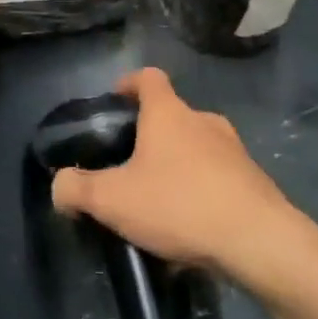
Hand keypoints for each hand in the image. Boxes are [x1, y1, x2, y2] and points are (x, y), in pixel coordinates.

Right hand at [51, 68, 298, 274]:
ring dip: (177, 166)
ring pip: (196, 147)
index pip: (148, 77)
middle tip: (129, 166)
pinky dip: (200, 192)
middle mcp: (203, 121)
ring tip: (158, 203)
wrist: (258, 241)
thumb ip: (77, 189)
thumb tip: (59, 185)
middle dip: (150, 136)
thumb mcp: (113, 200)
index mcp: (169, 114)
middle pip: (171, 115)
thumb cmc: (179, 204)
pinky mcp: (253, 180)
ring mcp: (233, 150)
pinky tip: (189, 229)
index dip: (129, 83)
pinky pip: (217, 177)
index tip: (115, 101)